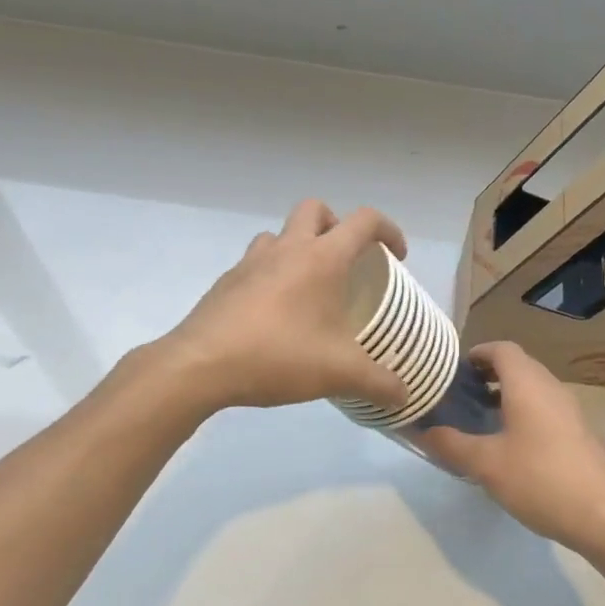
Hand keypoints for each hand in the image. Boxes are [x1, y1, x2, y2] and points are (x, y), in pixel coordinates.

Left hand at [155, 199, 412, 413]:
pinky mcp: (226, 283)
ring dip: (298, 247)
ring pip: (280, 234)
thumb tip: (404, 396)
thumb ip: (379, 383)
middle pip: (315, 209)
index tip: (396, 257)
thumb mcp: (340, 374)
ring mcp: (251, 262)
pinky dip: (271, 275)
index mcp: (322, 258)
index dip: (388, 230)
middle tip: (346, 260)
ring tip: (308, 287)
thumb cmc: (279, 356)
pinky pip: (255, 264)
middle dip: (336, 225)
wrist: (201, 365)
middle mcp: (287, 248)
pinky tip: (274, 314)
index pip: (364, 221)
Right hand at [418, 342, 604, 556]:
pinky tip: (512, 447)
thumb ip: (452, 445)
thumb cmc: (541, 479)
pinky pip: (546, 410)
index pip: (501, 349)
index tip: (453, 372)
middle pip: (518, 366)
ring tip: (481, 422)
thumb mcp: (487, 465)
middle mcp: (551, 388)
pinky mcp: (581, 433)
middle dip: (488, 376)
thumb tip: (423, 432)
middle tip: (460, 397)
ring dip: (507, 396)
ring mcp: (571, 411)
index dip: (476, 354)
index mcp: (527, 384)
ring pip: (533, 389)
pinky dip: (525, 414)